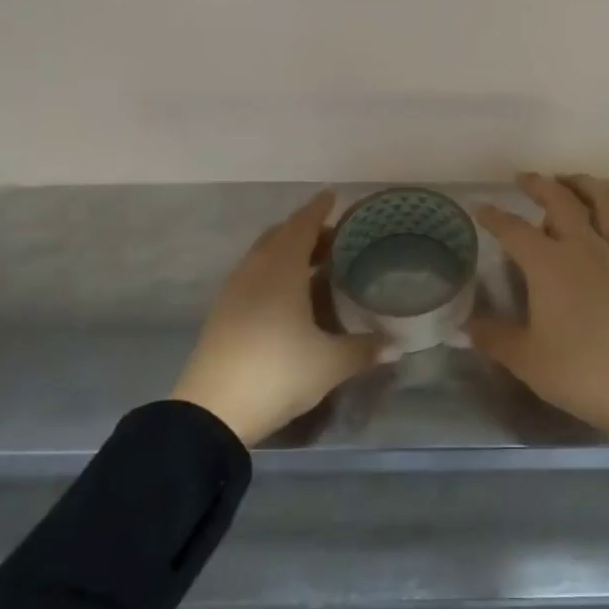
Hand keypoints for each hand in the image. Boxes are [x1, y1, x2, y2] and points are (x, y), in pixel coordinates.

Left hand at [170, 190, 380, 445]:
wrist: (212, 412)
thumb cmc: (278, 372)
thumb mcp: (330, 364)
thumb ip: (364, 350)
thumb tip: (397, 346)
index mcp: (282, 269)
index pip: (303, 226)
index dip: (319, 209)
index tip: (332, 195)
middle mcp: (255, 271)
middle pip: (280, 235)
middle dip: (305, 230)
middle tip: (334, 238)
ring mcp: (234, 291)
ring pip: (262, 255)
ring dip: (287, 250)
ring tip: (314, 264)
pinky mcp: (222, 313)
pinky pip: (252, 275)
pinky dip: (272, 270)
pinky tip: (287, 294)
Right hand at [469, 174, 608, 471]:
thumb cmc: (578, 371)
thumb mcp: (525, 358)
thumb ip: (493, 337)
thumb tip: (464, 326)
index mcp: (549, 265)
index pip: (514, 230)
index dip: (494, 217)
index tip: (480, 207)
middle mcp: (583, 248)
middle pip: (561, 202)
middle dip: (540, 185)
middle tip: (524, 179)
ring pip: (605, 204)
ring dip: (585, 185)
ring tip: (571, 180)